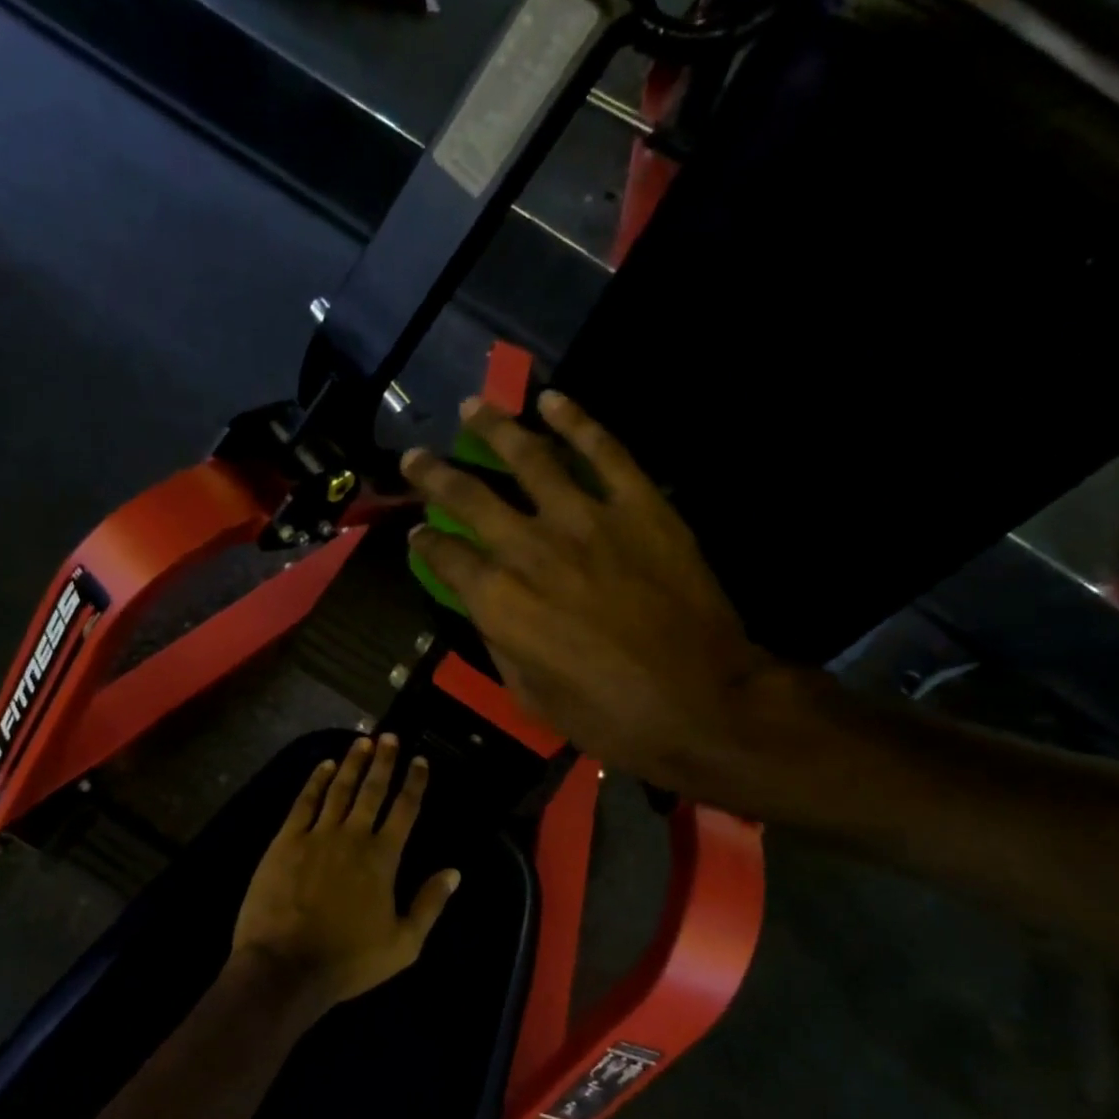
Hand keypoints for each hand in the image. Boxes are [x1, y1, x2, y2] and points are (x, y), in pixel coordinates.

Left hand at [231, 735, 460, 1009]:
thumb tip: (454, 872)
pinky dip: (315, 781)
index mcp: (382, 858)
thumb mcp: (403, 945)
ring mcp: (317, 835)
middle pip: (372, 790)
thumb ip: (430, 904)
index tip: (420, 760)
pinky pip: (304, 802)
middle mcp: (353, 836)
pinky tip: (324, 765)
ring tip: (362, 742)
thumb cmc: (347, 961)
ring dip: (353, 763)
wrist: (285, 967)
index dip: (414, 783)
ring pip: (339, 789)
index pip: (405, 810)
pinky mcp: (285, 841)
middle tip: (390, 736)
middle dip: (384, 761)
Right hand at [401, 392, 817, 804]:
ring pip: (530, 458)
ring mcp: (588, 520)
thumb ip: (500, 642)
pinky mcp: (640, 506)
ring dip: (495, 427)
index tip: (419, 533)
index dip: (425, 542)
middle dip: (434, 474)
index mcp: (500, 601)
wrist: (704, 703)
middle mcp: (531, 549)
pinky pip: (604, 451)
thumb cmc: (612, 717)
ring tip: (472, 406)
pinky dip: (577, 421)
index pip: (445, 556)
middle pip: (470, 497)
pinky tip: (554, 401)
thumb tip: (487, 607)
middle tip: (415, 456)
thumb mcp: (532, 697)